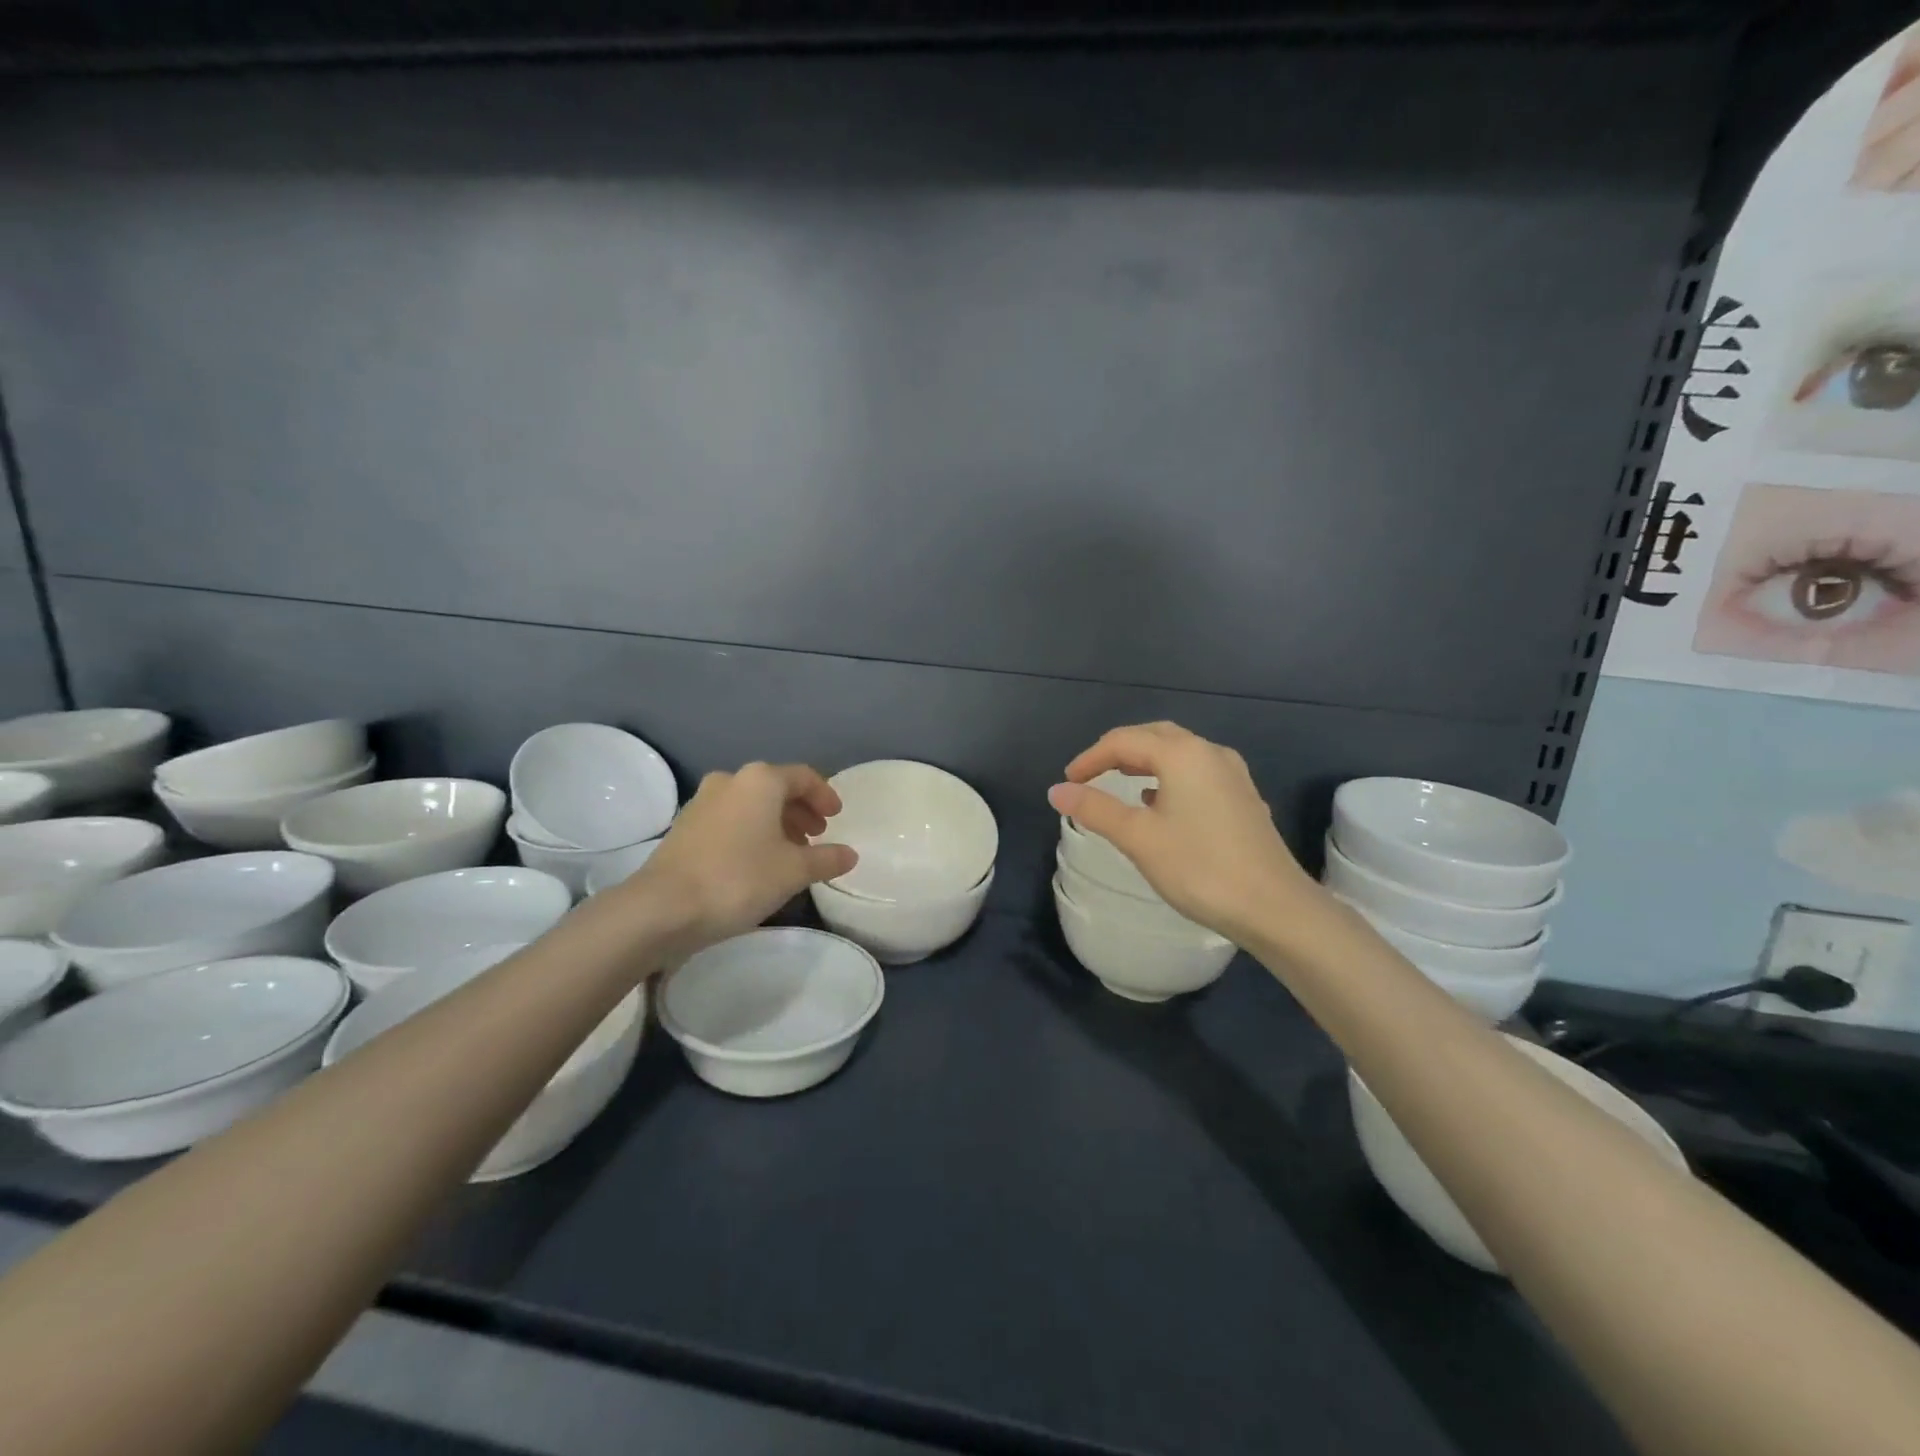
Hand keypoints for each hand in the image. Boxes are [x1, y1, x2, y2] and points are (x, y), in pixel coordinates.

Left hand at [626, 762, 857, 956]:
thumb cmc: (738, 878)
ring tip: (790, 852)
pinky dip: (751, 832)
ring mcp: (702, 802)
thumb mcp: (793, 871)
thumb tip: (850, 854)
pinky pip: (730, 819)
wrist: (662, 907)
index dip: (824, 795)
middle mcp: (730, 781)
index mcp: (760, 780)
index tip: (837, 818)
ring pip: (750, 804)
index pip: (803, 776)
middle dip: (800, 810)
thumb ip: (826, 859)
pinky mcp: (684, 827)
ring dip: (775, 822)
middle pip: (775, 788)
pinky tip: (757, 861)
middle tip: (817, 836)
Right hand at [1048, 722, 1316, 944]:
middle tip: (1091, 774)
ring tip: (1121, 783)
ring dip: (1146, 762)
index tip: (1068, 783)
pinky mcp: (1244, 799)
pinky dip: (1170, 778)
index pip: (1124, 740)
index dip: (1091, 758)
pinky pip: (1197, 773)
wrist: (1275, 907)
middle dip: (1119, 751)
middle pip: (1155, 737)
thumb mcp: (1138, 838)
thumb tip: (1057, 791)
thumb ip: (1096, 809)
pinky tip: (1161, 804)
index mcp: (1183, 754)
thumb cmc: (1200, 868)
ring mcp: (1233, 775)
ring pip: (1179, 754)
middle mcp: (1210, 753)